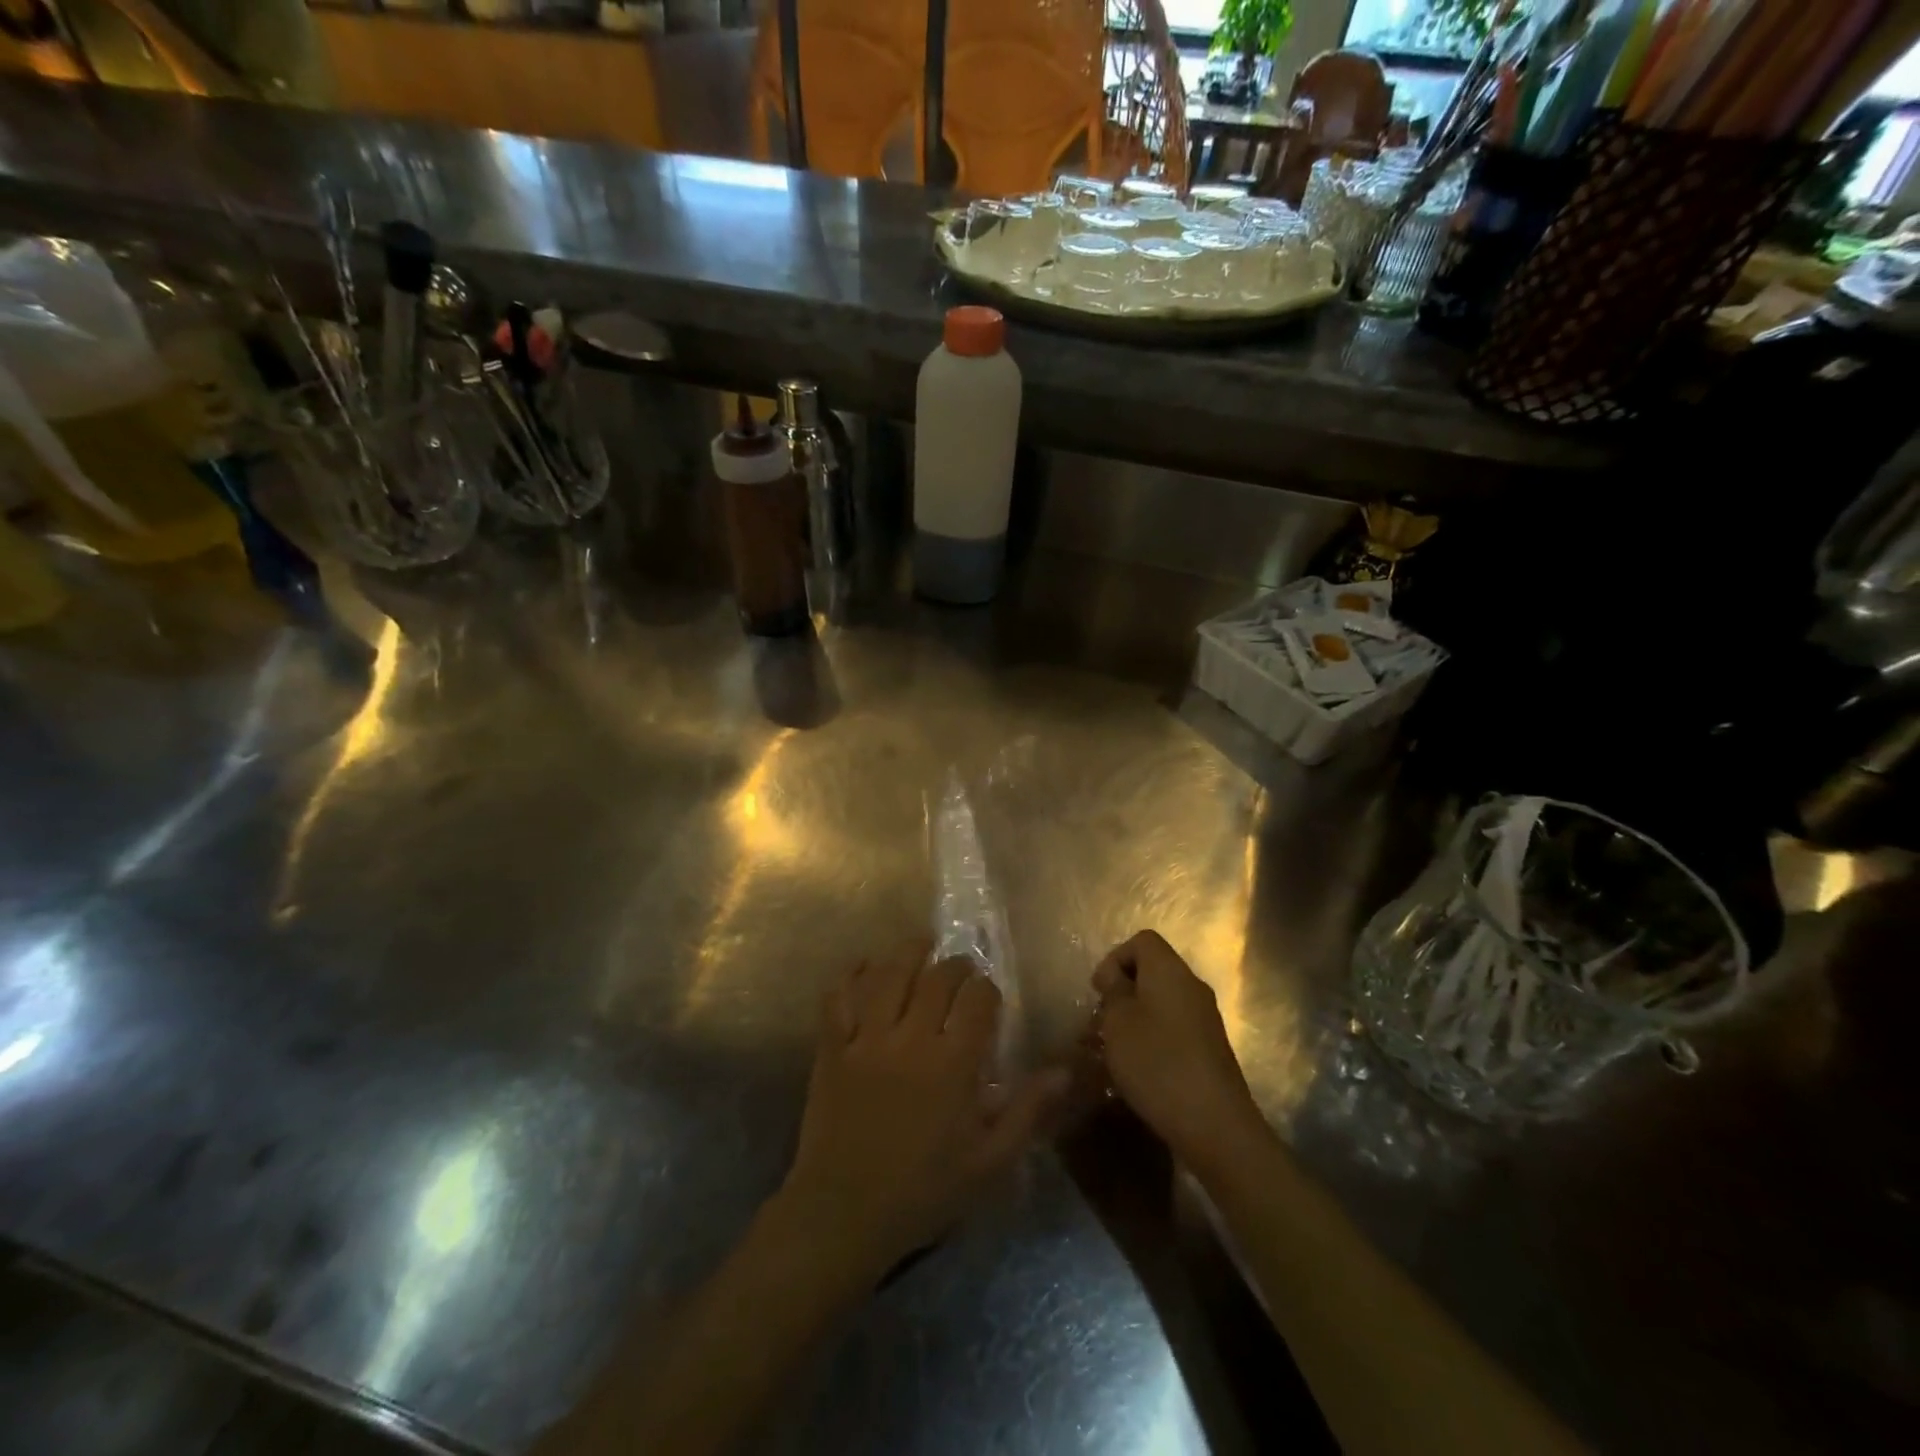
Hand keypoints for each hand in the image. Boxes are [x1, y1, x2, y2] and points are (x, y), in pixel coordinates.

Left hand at [776, 939, 1066, 1282]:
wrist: (844, 1214)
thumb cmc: (924, 1191)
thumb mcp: (989, 1162)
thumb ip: (1028, 1110)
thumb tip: (1065, 1070)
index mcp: (953, 1064)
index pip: (978, 1001)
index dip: (987, 989)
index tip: (989, 994)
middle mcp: (911, 1038)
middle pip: (937, 978)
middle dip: (955, 965)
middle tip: (961, 968)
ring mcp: (866, 1039)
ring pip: (890, 975)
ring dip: (909, 953)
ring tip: (922, 944)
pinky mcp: (832, 1047)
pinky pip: (840, 996)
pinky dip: (853, 973)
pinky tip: (867, 965)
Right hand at [1093, 931, 1267, 1176]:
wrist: (1214, 1124)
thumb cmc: (1157, 1063)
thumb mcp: (1118, 1022)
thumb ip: (1113, 991)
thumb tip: (1116, 978)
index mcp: (1169, 970)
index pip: (1142, 941)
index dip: (1114, 959)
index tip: (1099, 992)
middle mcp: (1191, 986)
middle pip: (1152, 971)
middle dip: (1122, 992)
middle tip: (1100, 1023)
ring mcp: (1205, 1019)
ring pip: (1161, 1002)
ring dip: (1134, 1019)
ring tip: (1112, 1050)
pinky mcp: (1210, 1049)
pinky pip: (1174, 1028)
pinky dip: (1152, 1038)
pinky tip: (1137, 1070)